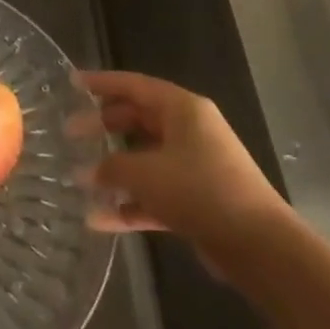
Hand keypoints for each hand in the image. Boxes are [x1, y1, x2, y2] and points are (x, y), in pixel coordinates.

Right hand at [75, 71, 290, 270]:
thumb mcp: (144, 173)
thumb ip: (109, 168)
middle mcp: (190, 132)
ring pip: (145, 159)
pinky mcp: (197, 200)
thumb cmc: (199, 190)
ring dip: (114, 170)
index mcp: (183, 110)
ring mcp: (195, 166)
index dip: (101, 83)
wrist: (259, 245)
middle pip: (138, 120)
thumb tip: (84, 173)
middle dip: (103, 127)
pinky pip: (155, 194)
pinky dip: (130, 203)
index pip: (135, 85)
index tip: (72, 83)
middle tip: (70, 134)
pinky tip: (98, 219)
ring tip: (79, 179)